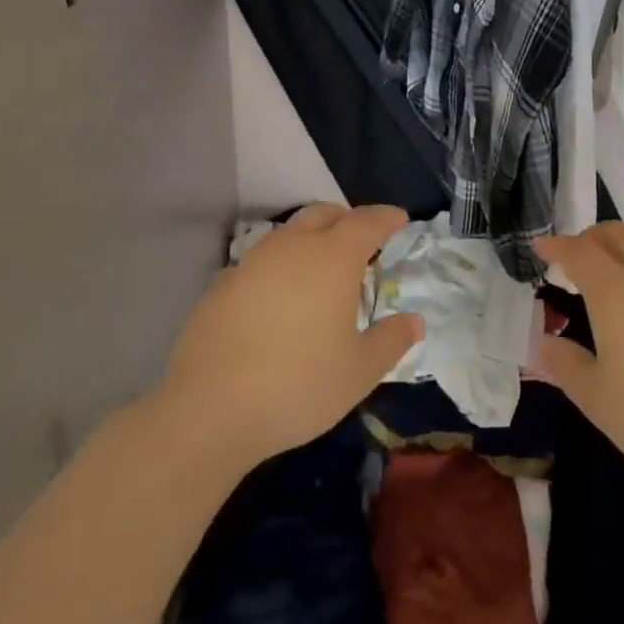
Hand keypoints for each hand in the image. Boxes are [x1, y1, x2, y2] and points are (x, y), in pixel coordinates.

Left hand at [161, 204, 423, 470]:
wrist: (208, 409)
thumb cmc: (297, 385)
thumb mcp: (359, 372)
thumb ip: (391, 341)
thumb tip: (415, 321)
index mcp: (333, 258)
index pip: (367, 221)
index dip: (386, 218)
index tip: (400, 219)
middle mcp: (293, 247)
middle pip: (324, 214)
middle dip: (347, 220)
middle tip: (362, 242)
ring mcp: (252, 262)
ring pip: (289, 234)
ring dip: (310, 240)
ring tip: (320, 271)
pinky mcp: (221, 284)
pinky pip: (260, 262)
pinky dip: (279, 268)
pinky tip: (278, 300)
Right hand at [536, 223, 623, 515]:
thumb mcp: (596, 399)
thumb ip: (565, 363)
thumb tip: (544, 342)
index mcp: (615, 291)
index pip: (579, 252)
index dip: (556, 246)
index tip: (540, 247)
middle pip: (618, 233)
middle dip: (591, 236)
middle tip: (575, 257)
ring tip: (613, 270)